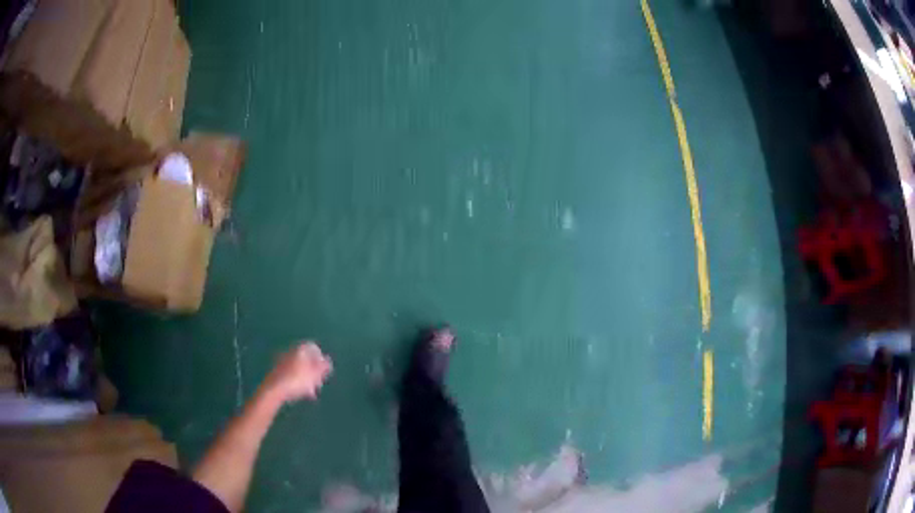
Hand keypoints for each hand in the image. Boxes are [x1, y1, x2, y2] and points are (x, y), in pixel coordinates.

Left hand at [263, 342, 332, 403]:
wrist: (274, 389)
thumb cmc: (297, 380)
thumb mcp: (314, 375)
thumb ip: (322, 367)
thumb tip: (328, 361)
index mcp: (299, 349)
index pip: (313, 347)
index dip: (320, 358)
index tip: (324, 371)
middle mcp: (290, 351)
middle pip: (305, 358)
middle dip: (313, 370)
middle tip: (318, 382)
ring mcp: (282, 361)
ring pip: (298, 367)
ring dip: (306, 377)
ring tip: (311, 391)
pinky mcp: (277, 371)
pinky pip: (291, 373)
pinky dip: (297, 380)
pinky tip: (300, 392)